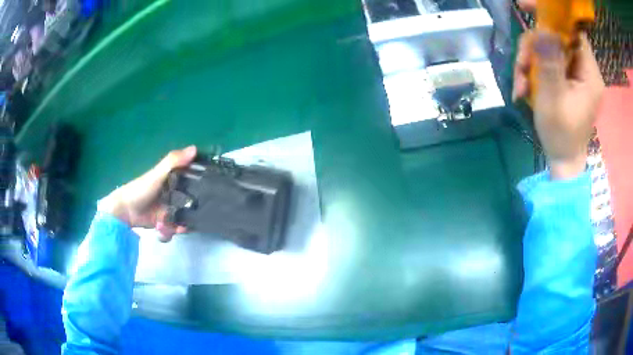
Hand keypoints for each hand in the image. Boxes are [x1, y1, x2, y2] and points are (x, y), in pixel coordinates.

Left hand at [98, 146, 196, 241]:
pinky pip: (175, 228)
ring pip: (184, 217)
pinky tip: (168, 230)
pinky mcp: (166, 222)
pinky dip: (172, 230)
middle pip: (192, 202)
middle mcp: (174, 193)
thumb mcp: (157, 174)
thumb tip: (195, 148)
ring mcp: (170, 209)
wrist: (126, 211)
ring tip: (178, 227)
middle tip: (196, 217)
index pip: (193, 179)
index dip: (201, 184)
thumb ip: (174, 161)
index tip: (209, 190)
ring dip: (182, 224)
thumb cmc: (141, 189)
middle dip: (194, 211)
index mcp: (173, 178)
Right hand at [512, 0, 603, 179]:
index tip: (526, 7)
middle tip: (520, 66)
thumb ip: (550, 64)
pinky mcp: (566, 79)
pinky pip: (546, 61)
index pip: (573, 30)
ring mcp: (574, 74)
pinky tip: (523, 87)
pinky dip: (532, 70)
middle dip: (533, 47)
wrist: (563, 160)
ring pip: (547, 48)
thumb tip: (544, 31)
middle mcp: (584, 69)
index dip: (552, 14)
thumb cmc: (561, 135)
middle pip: (556, 37)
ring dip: (528, 61)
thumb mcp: (553, 99)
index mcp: (589, 74)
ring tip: (519, 84)